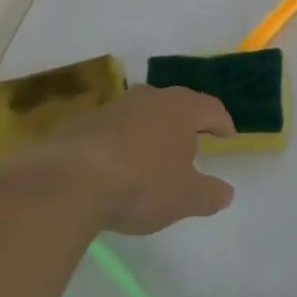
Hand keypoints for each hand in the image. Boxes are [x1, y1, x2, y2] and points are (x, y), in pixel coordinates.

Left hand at [0, 85, 236, 234]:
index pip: (212, 108)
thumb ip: (210, 194)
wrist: (68, 182)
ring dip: (151, 131)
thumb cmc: (141, 184)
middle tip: (192, 142)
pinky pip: (112, 130)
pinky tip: (116, 166)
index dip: (223, 123)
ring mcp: (114, 108)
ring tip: (153, 154)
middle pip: (176, 105)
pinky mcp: (82, 124)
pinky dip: (121, 143)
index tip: (228, 136)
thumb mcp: (185, 198)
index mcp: (181, 108)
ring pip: (142, 114)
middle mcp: (150, 98)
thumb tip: (227, 192)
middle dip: (186, 123)